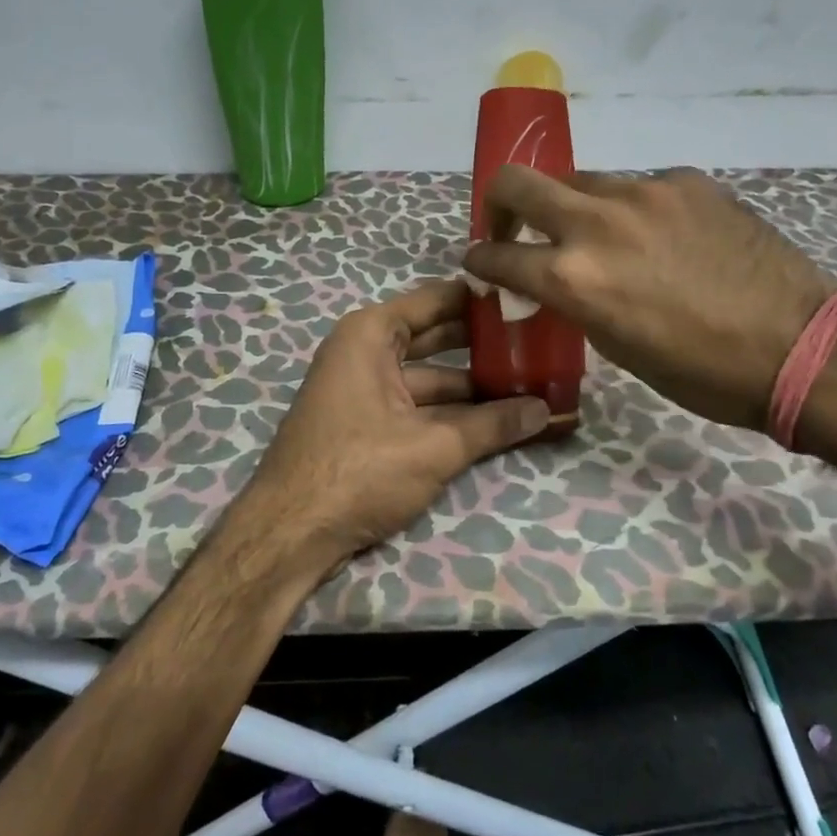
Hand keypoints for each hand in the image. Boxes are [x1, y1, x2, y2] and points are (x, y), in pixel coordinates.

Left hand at [237, 278, 550, 575]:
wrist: (289, 535)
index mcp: (371, 334)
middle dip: (486, 347)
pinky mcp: (368, 425)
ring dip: (475, 389)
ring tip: (532, 390)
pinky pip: (419, 407)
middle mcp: (366, 352)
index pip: (439, 300)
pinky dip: (453, 415)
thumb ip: (493, 425)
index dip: (483, 301)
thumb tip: (547, 411)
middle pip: (438, 339)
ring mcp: (365, 390)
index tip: (529, 300)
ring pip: (432, 379)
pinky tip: (497, 423)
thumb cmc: (358, 470)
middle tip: (540, 347)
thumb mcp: (433, 446)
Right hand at [463, 166, 831, 429]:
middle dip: (500, 202)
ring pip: (581, 181)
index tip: (481, 261)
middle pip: (516, 181)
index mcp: (572, 277)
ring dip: (574, 207)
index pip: (497, 254)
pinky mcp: (685, 180)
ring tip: (603, 237)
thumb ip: (572, 300)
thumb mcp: (615, 346)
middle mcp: (596, 222)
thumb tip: (555, 281)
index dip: (480, 259)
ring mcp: (644, 192)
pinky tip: (664, 238)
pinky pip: (639, 187)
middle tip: (514, 225)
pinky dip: (634, 210)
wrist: (798, 345)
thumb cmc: (700, 371)